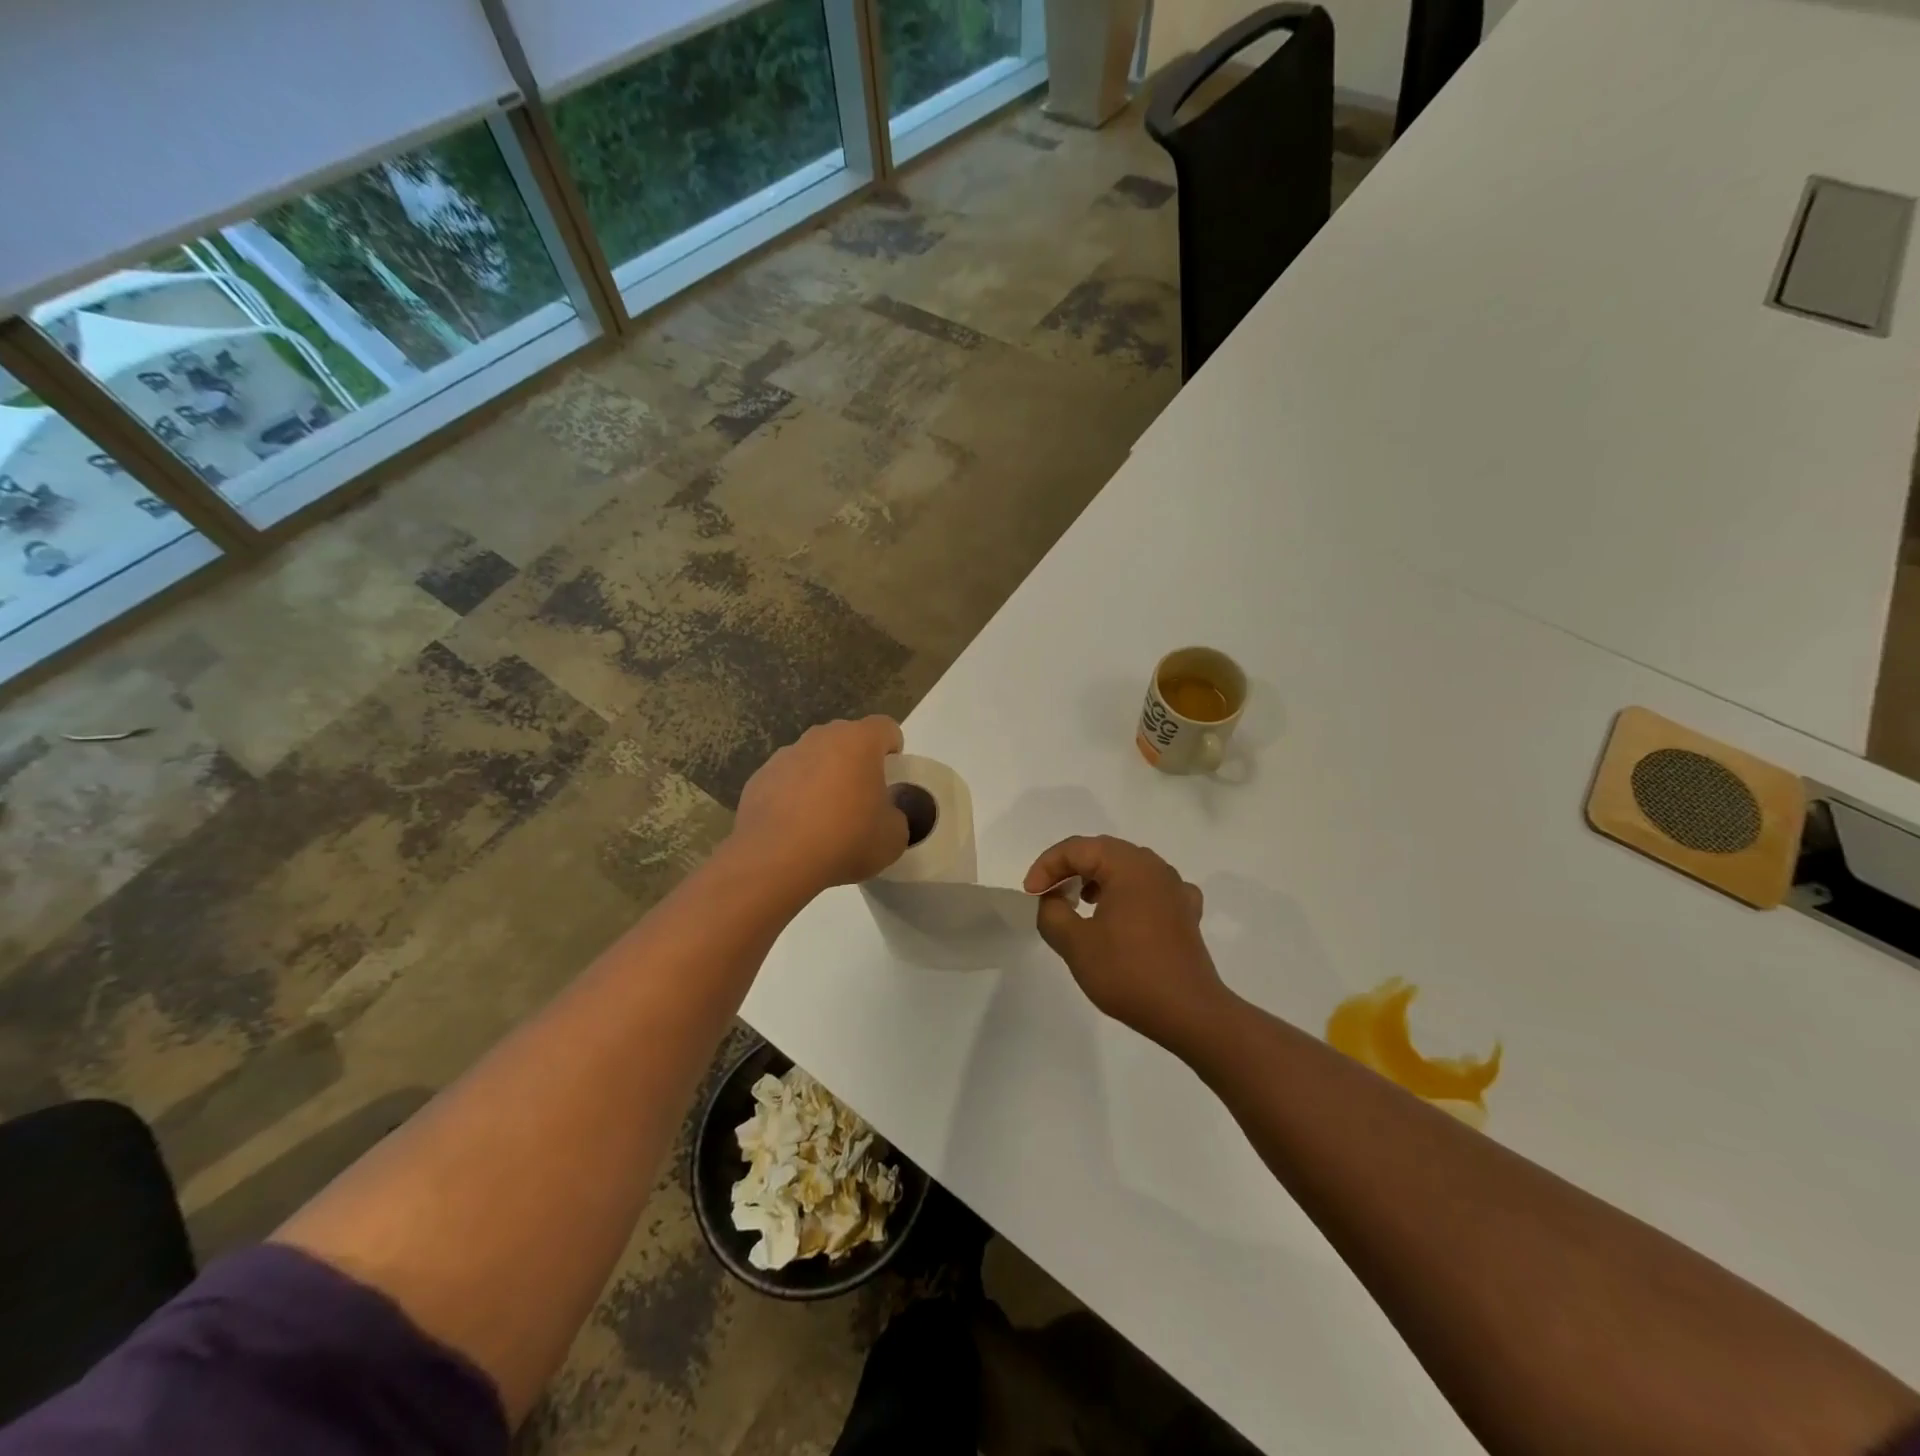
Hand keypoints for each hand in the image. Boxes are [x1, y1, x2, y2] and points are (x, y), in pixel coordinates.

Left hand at [732, 717, 909, 897]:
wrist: (776, 861)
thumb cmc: (845, 840)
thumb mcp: (893, 837)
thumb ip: (895, 815)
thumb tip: (883, 814)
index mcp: (858, 742)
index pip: (885, 727)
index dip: (893, 748)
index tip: (892, 776)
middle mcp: (820, 738)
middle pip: (846, 739)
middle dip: (856, 761)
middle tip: (861, 798)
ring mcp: (784, 756)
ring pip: (813, 758)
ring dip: (823, 777)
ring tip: (825, 817)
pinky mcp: (758, 779)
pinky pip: (786, 780)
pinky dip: (794, 796)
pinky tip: (796, 828)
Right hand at [1024, 836, 1228, 1053]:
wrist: (1189, 1013)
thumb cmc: (1128, 972)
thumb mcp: (1075, 943)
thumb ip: (1052, 913)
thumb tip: (1052, 899)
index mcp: (1128, 865)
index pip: (1077, 848)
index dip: (1047, 866)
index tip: (1030, 894)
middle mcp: (1154, 867)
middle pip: (1103, 852)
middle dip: (1070, 868)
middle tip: (1048, 892)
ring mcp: (1175, 888)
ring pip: (1127, 868)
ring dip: (1097, 878)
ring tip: (1078, 901)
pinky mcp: (1185, 912)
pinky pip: (1150, 888)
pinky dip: (1127, 893)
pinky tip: (1121, 915)